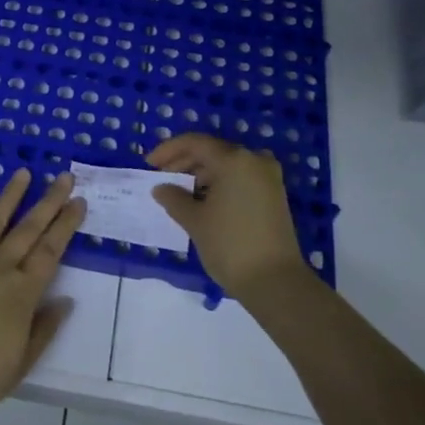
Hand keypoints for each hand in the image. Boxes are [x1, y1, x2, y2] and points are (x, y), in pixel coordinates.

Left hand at [0, 169, 85, 418]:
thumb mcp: (21, 362)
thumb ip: (44, 329)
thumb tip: (65, 301)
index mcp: (22, 292)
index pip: (50, 251)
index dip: (66, 225)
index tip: (78, 202)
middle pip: (28, 230)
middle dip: (48, 202)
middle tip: (64, 177)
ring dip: (9, 197)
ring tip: (23, 173)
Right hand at [149, 134, 311, 298]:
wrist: (275, 282)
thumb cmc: (230, 245)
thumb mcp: (195, 221)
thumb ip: (174, 198)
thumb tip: (161, 188)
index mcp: (234, 160)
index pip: (195, 143)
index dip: (168, 150)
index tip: (149, 164)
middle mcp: (254, 160)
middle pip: (212, 151)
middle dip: (184, 162)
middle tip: (162, 178)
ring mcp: (268, 177)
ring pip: (227, 165)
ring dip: (201, 174)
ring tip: (179, 193)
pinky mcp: (274, 194)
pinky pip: (240, 178)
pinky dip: (219, 184)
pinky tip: (202, 200)